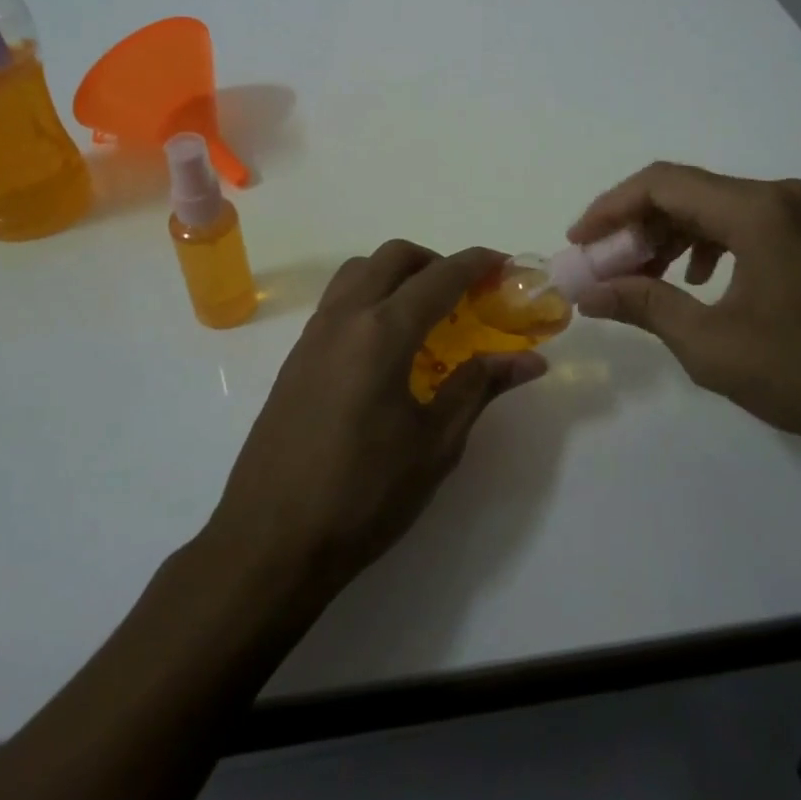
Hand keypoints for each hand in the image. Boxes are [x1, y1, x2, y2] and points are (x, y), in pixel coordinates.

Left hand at [204, 240, 546, 597]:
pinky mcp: (296, 357)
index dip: (476, 263)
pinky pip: (338, 301)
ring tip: (425, 312)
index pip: (439, 276)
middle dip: (434, 261)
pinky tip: (386, 345)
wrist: (270, 542)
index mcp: (382, 332)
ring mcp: (313, 335)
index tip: (504, 264)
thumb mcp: (435, 444)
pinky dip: (370, 296)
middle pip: (393, 257)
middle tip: (465, 292)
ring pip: (358, 272)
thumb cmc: (364, 494)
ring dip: (396, 273)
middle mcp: (344, 318)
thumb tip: (529, 360)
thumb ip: (479, 387)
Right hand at [569, 163, 800, 465]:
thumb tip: (589, 293)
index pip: (661, 184)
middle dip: (636, 226)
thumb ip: (644, 305)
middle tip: (603, 266)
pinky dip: (706, 246)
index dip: (610, 208)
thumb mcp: (711, 344)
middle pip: (686, 192)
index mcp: (756, 210)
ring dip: (669, 237)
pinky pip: (743, 226)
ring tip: (639, 277)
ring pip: (713, 208)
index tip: (578, 242)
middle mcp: (779, 197)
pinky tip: (696, 281)